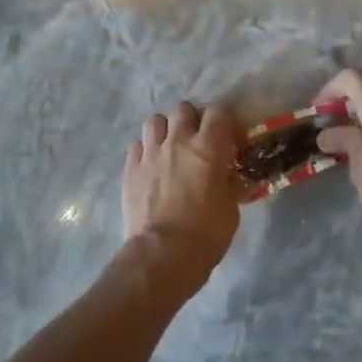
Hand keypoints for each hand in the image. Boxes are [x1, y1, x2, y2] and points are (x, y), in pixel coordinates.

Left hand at [121, 101, 243, 278]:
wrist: (164, 253)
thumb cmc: (206, 233)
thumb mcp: (231, 207)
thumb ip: (229, 182)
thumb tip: (228, 176)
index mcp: (208, 148)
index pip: (218, 112)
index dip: (225, 121)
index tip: (229, 137)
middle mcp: (178, 141)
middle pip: (183, 108)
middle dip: (192, 119)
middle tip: (198, 139)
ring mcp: (150, 153)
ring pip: (155, 120)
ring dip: (165, 129)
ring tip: (170, 146)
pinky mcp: (130, 168)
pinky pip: (137, 145)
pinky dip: (145, 150)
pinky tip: (150, 165)